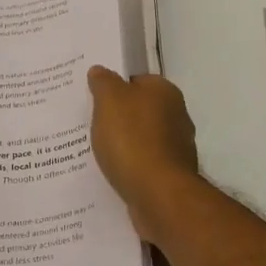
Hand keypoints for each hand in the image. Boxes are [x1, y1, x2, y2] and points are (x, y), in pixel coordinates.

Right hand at [87, 65, 201, 243]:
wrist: (158, 194)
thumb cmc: (133, 140)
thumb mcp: (110, 101)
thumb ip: (104, 83)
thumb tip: (100, 70)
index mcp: (165, 92)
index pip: (136, 80)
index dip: (114, 88)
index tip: (92, 99)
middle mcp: (177, 116)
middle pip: (140, 110)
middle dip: (117, 117)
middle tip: (88, 125)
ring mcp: (176, 148)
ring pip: (141, 139)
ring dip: (123, 145)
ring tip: (94, 152)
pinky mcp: (171, 175)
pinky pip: (143, 164)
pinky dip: (129, 167)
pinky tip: (111, 173)